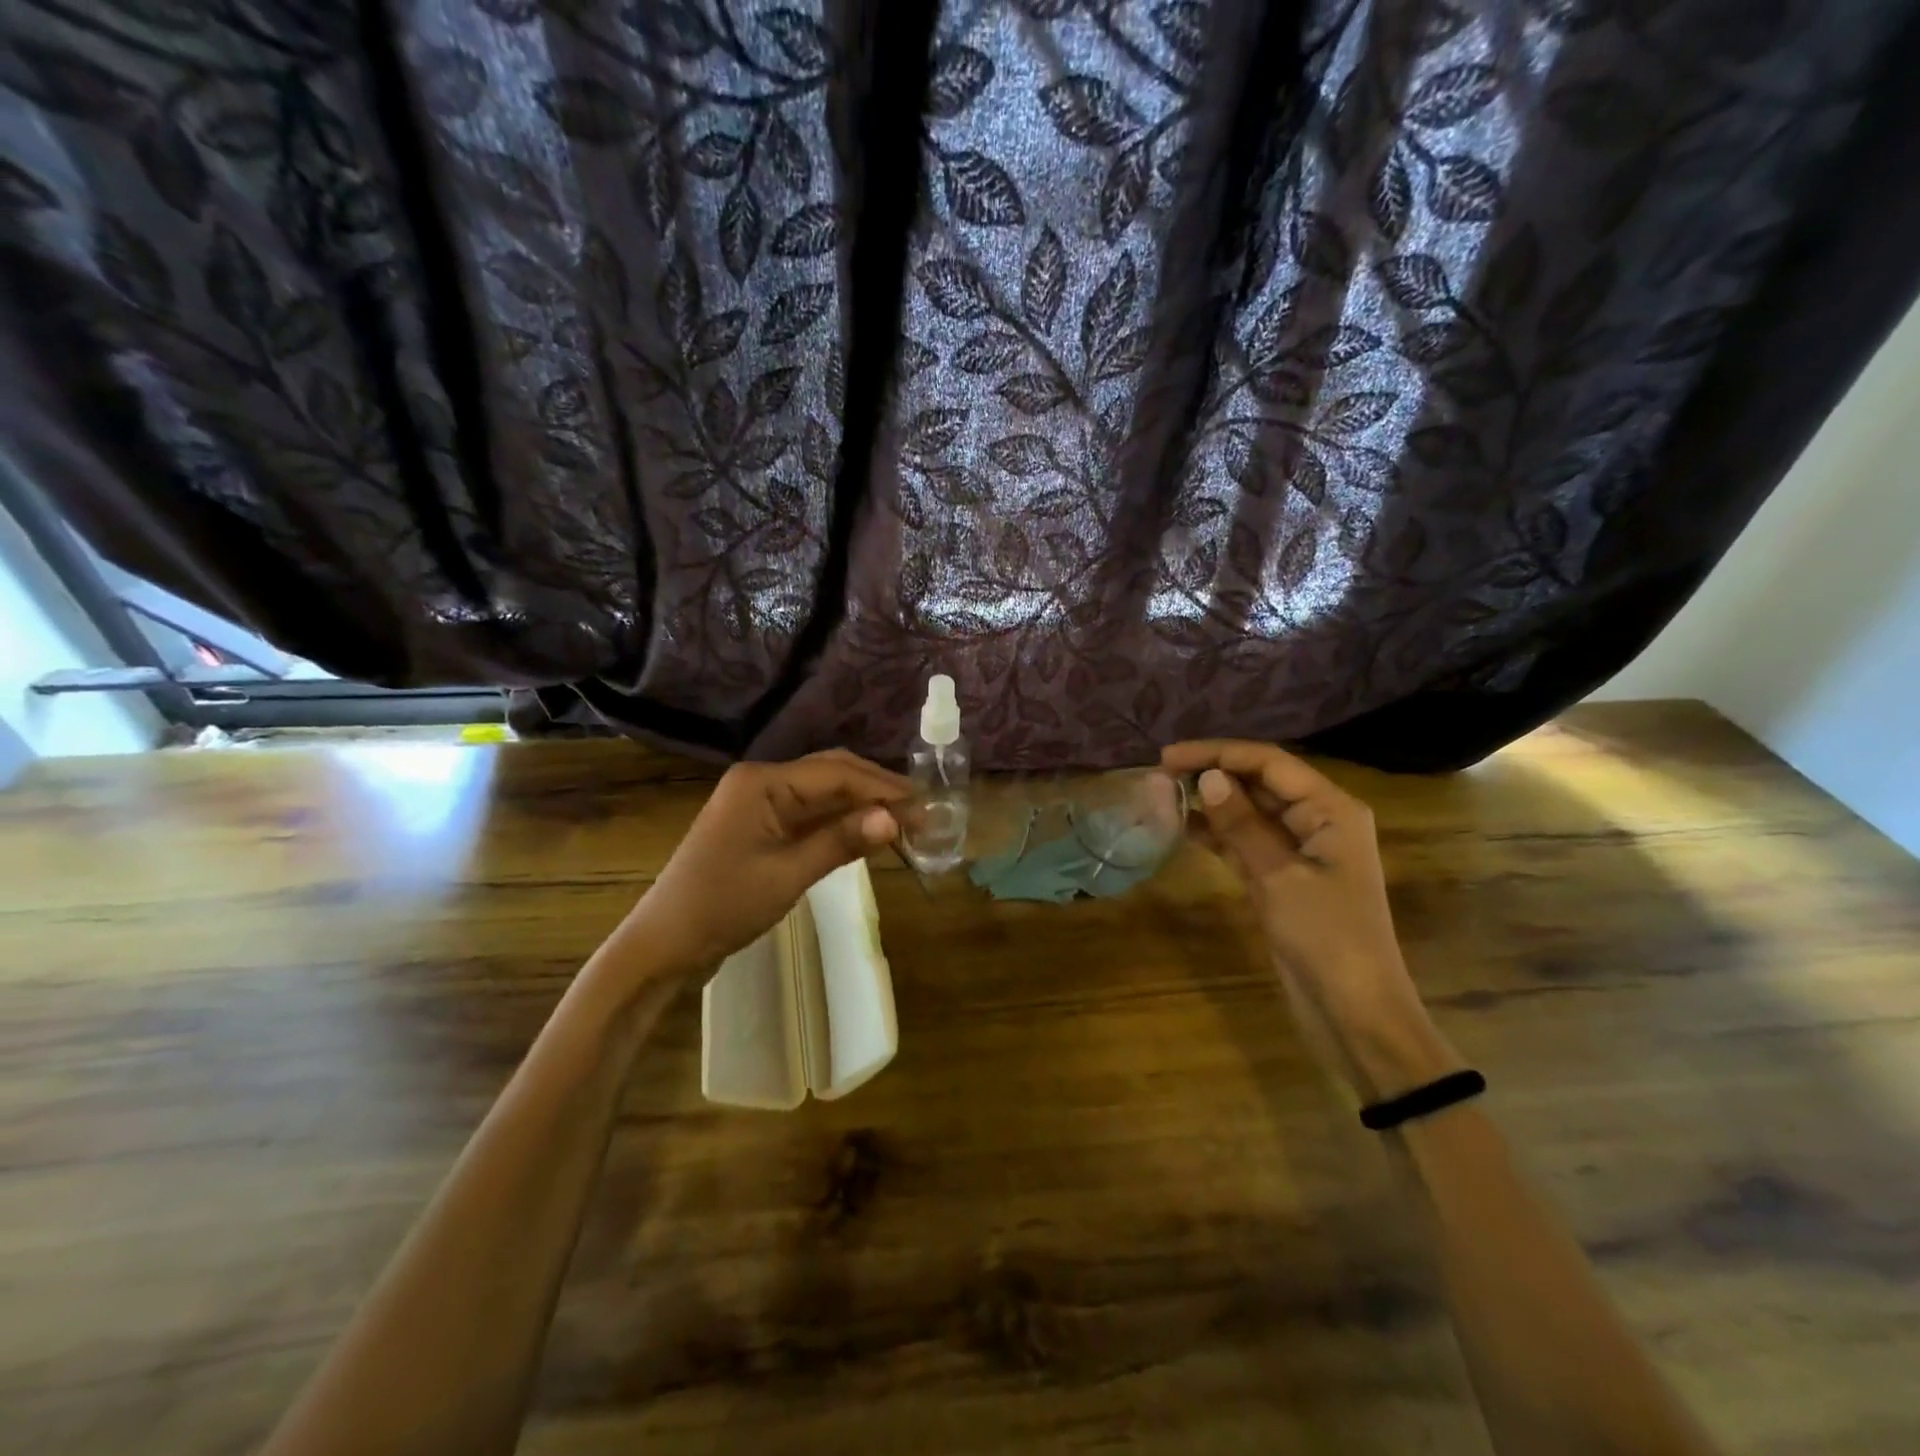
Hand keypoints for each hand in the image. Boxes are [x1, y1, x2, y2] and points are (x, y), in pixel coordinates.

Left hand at [614, 750, 910, 979]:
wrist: (666, 943)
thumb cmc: (723, 906)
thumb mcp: (787, 875)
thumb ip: (842, 841)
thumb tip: (896, 819)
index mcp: (763, 782)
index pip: (837, 773)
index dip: (883, 789)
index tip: (925, 807)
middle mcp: (762, 780)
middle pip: (832, 773)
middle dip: (877, 791)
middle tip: (920, 813)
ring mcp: (760, 802)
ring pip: (824, 793)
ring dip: (862, 805)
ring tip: (904, 823)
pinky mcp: (761, 824)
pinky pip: (809, 813)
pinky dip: (841, 822)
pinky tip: (868, 833)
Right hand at [1162, 739, 1459, 1098]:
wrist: (1353, 1011)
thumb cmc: (1326, 937)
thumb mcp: (1279, 877)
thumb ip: (1242, 825)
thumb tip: (1209, 778)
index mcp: (1330, 809)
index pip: (1269, 762)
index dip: (1218, 753)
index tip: (1168, 757)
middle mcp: (1317, 820)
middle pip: (1259, 782)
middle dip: (1212, 774)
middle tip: (1159, 775)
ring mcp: (1299, 850)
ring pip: (1249, 811)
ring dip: (1211, 803)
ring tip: (1163, 796)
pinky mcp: (1281, 877)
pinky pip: (1245, 842)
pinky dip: (1217, 833)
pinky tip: (1182, 827)